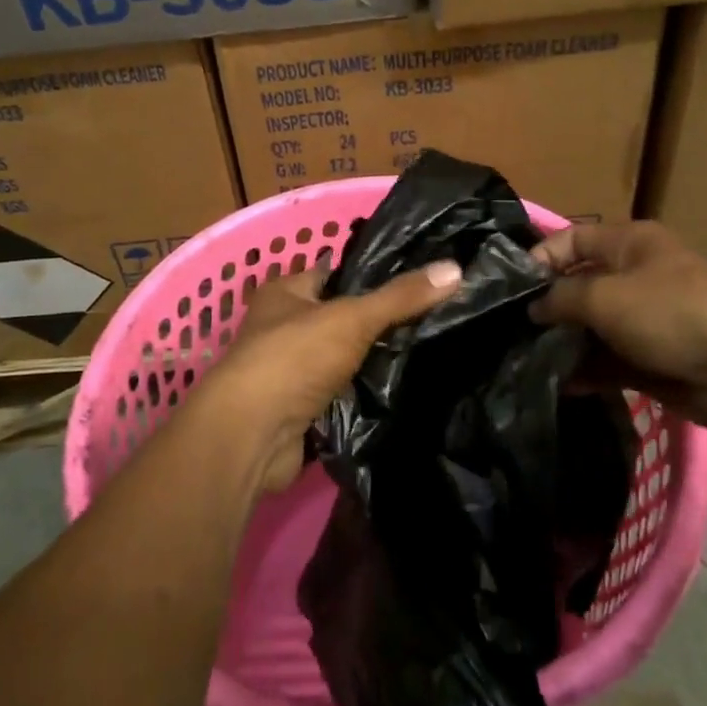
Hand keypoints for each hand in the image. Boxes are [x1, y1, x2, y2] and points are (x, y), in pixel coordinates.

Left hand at [190, 259, 462, 492]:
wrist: (251, 437)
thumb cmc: (293, 359)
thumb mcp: (351, 318)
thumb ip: (400, 297)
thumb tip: (455, 268)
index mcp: (285, 293)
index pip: (336, 273)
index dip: (373, 275)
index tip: (420, 279)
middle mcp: (283, 327)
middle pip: (341, 318)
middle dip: (379, 322)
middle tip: (434, 319)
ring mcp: (290, 371)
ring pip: (343, 359)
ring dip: (373, 362)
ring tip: (430, 351)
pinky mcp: (300, 410)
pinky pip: (341, 395)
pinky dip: (364, 395)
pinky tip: (403, 391)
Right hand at [531, 221, 706, 440]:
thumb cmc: (670, 312)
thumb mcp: (604, 295)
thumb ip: (560, 298)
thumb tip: (534, 308)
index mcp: (629, 243)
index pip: (571, 239)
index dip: (540, 258)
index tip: (509, 288)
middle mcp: (635, 277)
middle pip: (579, 286)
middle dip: (547, 307)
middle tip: (508, 329)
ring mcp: (645, 321)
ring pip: (592, 328)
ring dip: (563, 343)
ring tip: (524, 359)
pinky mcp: (652, 361)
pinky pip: (608, 362)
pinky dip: (586, 371)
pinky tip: (557, 384)